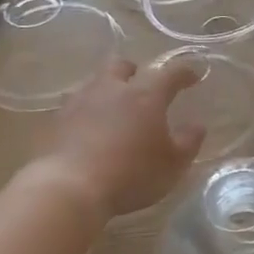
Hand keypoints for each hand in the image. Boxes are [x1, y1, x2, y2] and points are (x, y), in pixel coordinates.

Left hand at [31, 57, 204, 218]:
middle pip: (122, 65)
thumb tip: (197, 126)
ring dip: (107, 89)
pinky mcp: (56, 120)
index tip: (194, 74)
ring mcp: (80, 102)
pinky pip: (75, 104)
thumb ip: (189, 142)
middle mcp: (112, 89)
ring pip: (95, 82)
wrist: (68, 188)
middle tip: (143, 86)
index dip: (185, 71)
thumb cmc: (131, 174)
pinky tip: (89, 126)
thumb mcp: (173, 164)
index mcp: (146, 95)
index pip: (170, 73)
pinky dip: (86, 110)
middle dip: (135, 71)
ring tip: (114, 107)